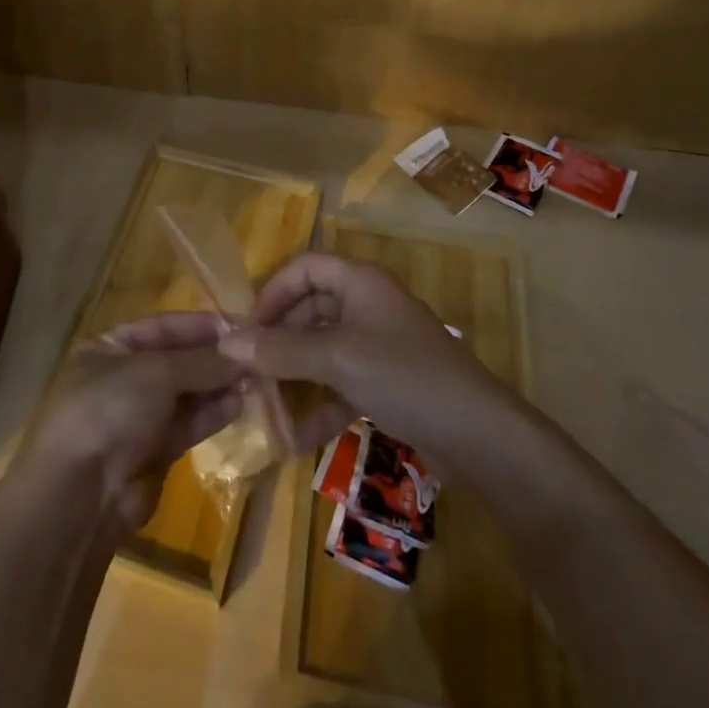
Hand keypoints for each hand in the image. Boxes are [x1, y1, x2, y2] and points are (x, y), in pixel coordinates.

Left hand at [21, 312, 245, 528]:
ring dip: (219, 386)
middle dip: (214, 357)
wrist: (80, 495)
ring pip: (186, 394)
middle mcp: (123, 378)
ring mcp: (137, 417)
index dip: (201, 325)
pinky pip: (188, 424)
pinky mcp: (154, 453)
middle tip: (257, 355)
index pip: (163, 326)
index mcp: (109, 347)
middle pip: (177, 360)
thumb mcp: (156, 372)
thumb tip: (245, 351)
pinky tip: (240, 404)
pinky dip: (212, 414)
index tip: (242, 325)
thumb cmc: (110, 410)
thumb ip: (202, 361)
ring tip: (256, 378)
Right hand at [218, 252, 503, 462]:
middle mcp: (367, 306)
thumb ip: (281, 350)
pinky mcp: (387, 384)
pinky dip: (319, 405)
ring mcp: (378, 346)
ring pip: (322, 351)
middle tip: (246, 373)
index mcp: (360, 283)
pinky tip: (295, 439)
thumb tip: (226, 341)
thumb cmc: (406, 377)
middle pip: (309, 310)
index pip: (304, 268)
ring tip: (262, 407)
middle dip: (277, 341)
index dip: (271, 292)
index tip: (246, 329)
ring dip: (293, 377)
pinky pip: (340, 384)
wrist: (482, 438)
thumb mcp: (337, 359)